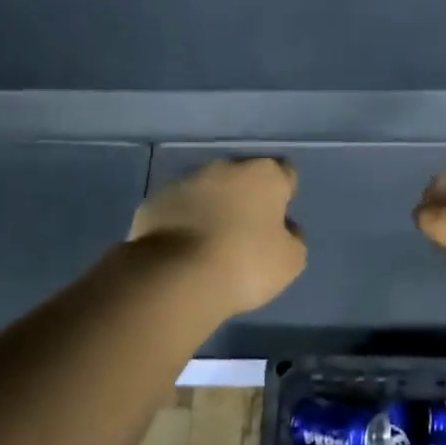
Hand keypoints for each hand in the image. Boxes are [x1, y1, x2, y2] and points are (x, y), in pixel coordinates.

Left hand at [129, 158, 306, 313]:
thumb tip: (284, 228)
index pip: (284, 173)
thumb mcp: (290, 260)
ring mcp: (184, 182)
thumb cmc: (245, 264)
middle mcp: (224, 168)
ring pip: (207, 190)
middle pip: (242, 177)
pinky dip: (183, 222)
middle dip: (245, 197)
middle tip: (246, 232)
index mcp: (263, 175)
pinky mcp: (153, 202)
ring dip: (212, 208)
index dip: (284, 194)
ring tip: (211, 244)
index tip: (279, 220)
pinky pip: (177, 209)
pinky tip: (184, 250)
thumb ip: (292, 237)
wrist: (175, 277)